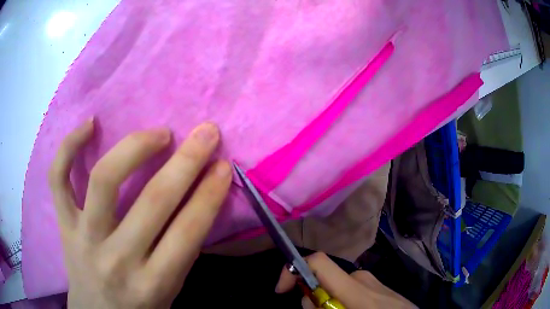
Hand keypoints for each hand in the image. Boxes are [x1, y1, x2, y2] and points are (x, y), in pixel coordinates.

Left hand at [49, 119, 231, 308]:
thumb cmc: (139, 307)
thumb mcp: (170, 292)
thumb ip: (180, 252)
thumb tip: (198, 199)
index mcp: (153, 284)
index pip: (187, 232)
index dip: (210, 194)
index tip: (224, 165)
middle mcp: (116, 259)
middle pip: (153, 201)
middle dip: (187, 161)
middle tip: (206, 132)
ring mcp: (83, 238)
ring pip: (104, 180)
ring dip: (135, 147)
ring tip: (158, 133)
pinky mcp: (63, 224)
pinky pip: (58, 179)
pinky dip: (69, 146)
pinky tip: (90, 124)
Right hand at [275, 252, 415, 308]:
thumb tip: (307, 298)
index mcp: (355, 286)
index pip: (319, 262)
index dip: (292, 270)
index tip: (281, 291)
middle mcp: (362, 277)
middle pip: (323, 279)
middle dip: (312, 298)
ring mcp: (372, 282)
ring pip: (337, 289)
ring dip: (327, 303)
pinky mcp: (378, 287)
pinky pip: (351, 292)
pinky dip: (342, 303)